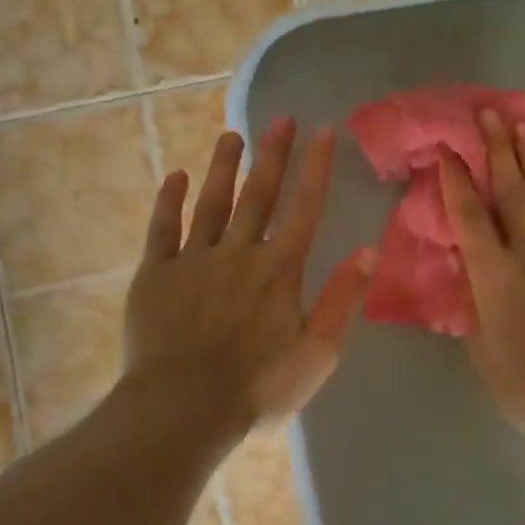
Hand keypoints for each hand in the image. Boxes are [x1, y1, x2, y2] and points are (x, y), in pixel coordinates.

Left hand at [123, 116, 375, 434]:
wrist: (183, 407)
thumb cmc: (258, 387)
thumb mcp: (317, 352)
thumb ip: (341, 298)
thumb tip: (368, 250)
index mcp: (279, 270)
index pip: (305, 208)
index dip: (316, 168)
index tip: (323, 131)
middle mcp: (239, 252)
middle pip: (259, 195)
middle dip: (273, 154)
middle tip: (280, 118)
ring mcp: (193, 259)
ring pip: (211, 202)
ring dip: (223, 167)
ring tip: (231, 135)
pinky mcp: (156, 274)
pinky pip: (163, 228)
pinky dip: (169, 201)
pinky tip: (175, 177)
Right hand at [439, 109, 524, 455]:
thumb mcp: (483, 350)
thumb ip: (475, 306)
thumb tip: (472, 277)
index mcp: (495, 274)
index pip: (469, 216)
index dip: (455, 180)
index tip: (446, 150)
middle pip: (512, 190)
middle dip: (498, 149)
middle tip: (489, 112)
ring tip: (524, 127)